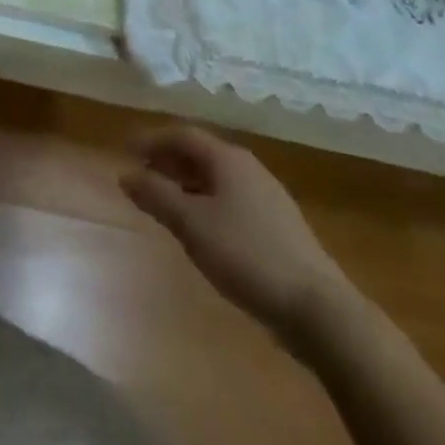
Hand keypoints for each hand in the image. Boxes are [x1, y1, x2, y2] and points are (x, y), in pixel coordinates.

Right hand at [121, 125, 348, 344]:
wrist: (320, 310)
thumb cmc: (248, 255)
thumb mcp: (192, 225)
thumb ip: (156, 196)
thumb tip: (125, 174)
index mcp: (227, 159)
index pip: (182, 134)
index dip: (151, 140)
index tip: (126, 152)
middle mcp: (248, 168)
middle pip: (200, 153)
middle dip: (167, 161)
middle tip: (141, 176)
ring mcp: (267, 197)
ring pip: (216, 179)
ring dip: (186, 184)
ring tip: (164, 204)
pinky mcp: (278, 226)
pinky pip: (231, 200)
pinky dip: (206, 203)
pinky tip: (200, 230)